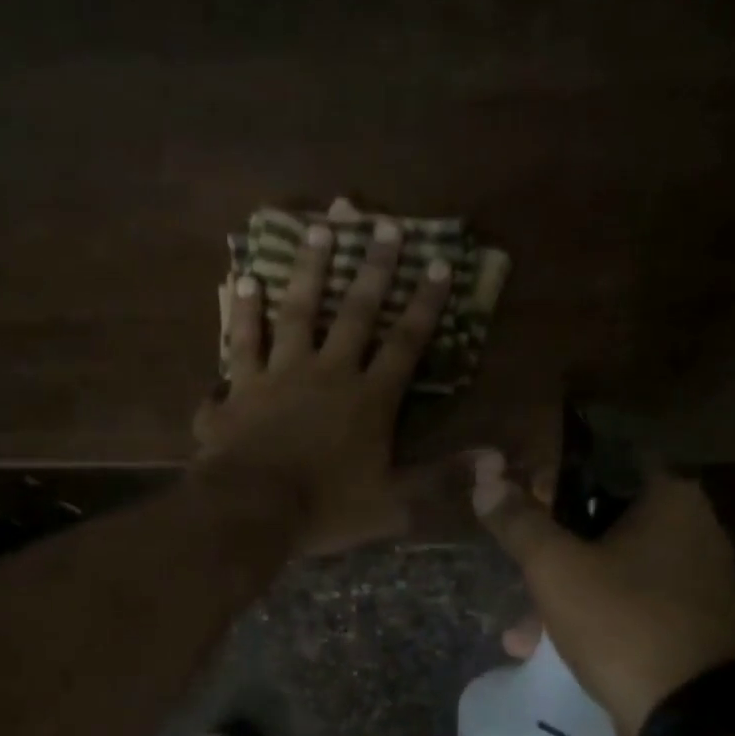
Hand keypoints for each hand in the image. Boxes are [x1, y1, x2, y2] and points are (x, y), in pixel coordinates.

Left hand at [193, 218, 450, 554]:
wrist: (251, 510)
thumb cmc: (325, 509)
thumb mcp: (393, 504)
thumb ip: (441, 479)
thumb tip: (497, 462)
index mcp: (368, 399)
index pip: (405, 343)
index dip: (425, 304)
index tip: (439, 263)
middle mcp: (325, 373)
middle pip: (354, 313)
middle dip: (374, 269)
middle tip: (384, 225)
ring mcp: (277, 375)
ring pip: (295, 312)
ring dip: (307, 271)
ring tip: (316, 231)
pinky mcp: (237, 389)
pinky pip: (239, 343)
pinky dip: (241, 314)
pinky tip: (241, 282)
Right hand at [471, 452, 734, 735]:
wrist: (690, 716)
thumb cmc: (621, 622)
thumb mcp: (555, 568)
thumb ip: (518, 521)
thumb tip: (485, 478)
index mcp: (670, 498)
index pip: (602, 463)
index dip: (554, 478)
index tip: (519, 501)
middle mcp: (693, 528)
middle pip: (603, 519)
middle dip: (551, 547)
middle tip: (516, 563)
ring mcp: (696, 579)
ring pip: (612, 567)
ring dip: (563, 590)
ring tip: (520, 630)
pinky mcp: (690, 622)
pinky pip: (629, 602)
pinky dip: (591, 615)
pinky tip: (546, 647)